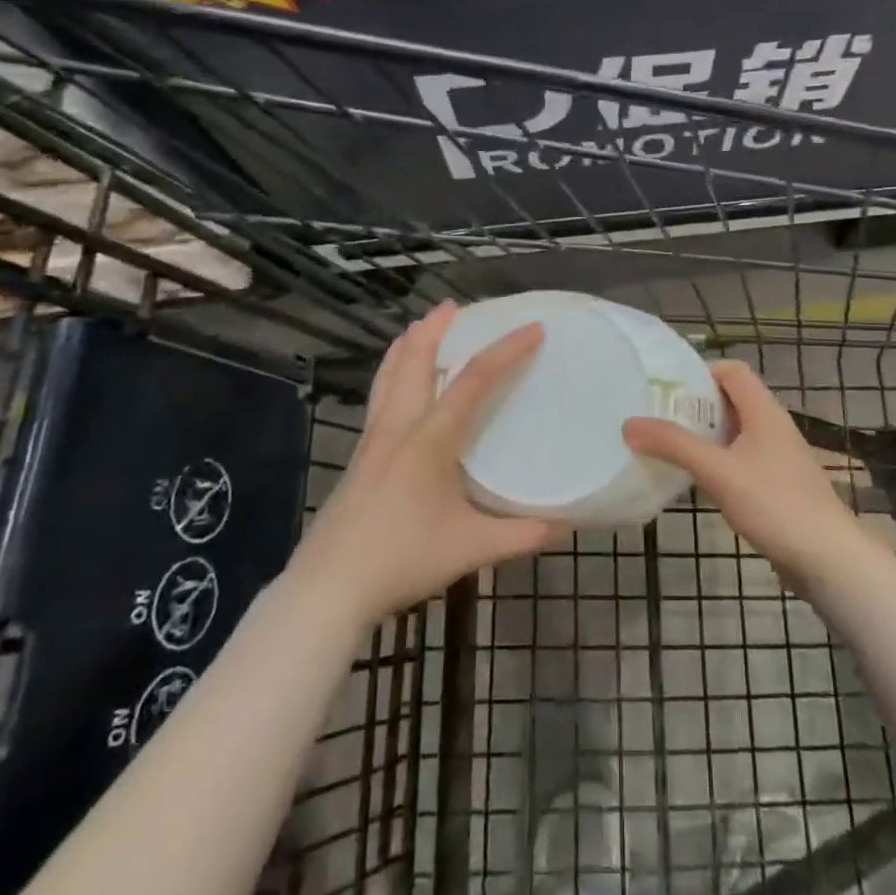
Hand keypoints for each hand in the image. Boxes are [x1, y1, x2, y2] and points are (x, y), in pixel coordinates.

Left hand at [288, 302, 560, 628]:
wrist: (327, 588)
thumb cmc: (401, 560)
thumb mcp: (471, 549)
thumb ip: (523, 535)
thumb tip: (568, 523)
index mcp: (429, 439)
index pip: (473, 380)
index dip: (506, 351)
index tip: (533, 328)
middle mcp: (398, 426)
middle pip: (414, 360)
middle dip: (436, 328)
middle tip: (455, 306)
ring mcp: (372, 439)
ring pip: (388, 374)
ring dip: (408, 345)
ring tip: (421, 326)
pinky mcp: (358, 456)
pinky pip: (378, 395)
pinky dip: (392, 371)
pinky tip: (397, 384)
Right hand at [623, 359, 876, 589]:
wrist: (829, 558)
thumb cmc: (774, 503)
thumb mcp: (717, 470)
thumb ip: (673, 445)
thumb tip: (629, 423)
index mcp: (764, 411)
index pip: (732, 371)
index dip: (701, 373)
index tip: (667, 390)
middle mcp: (774, 427)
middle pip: (732, 401)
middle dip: (696, 407)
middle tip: (658, 420)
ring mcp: (780, 458)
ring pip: (737, 434)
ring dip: (706, 438)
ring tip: (670, 449)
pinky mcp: (781, 487)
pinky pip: (744, 462)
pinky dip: (720, 464)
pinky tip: (699, 483)